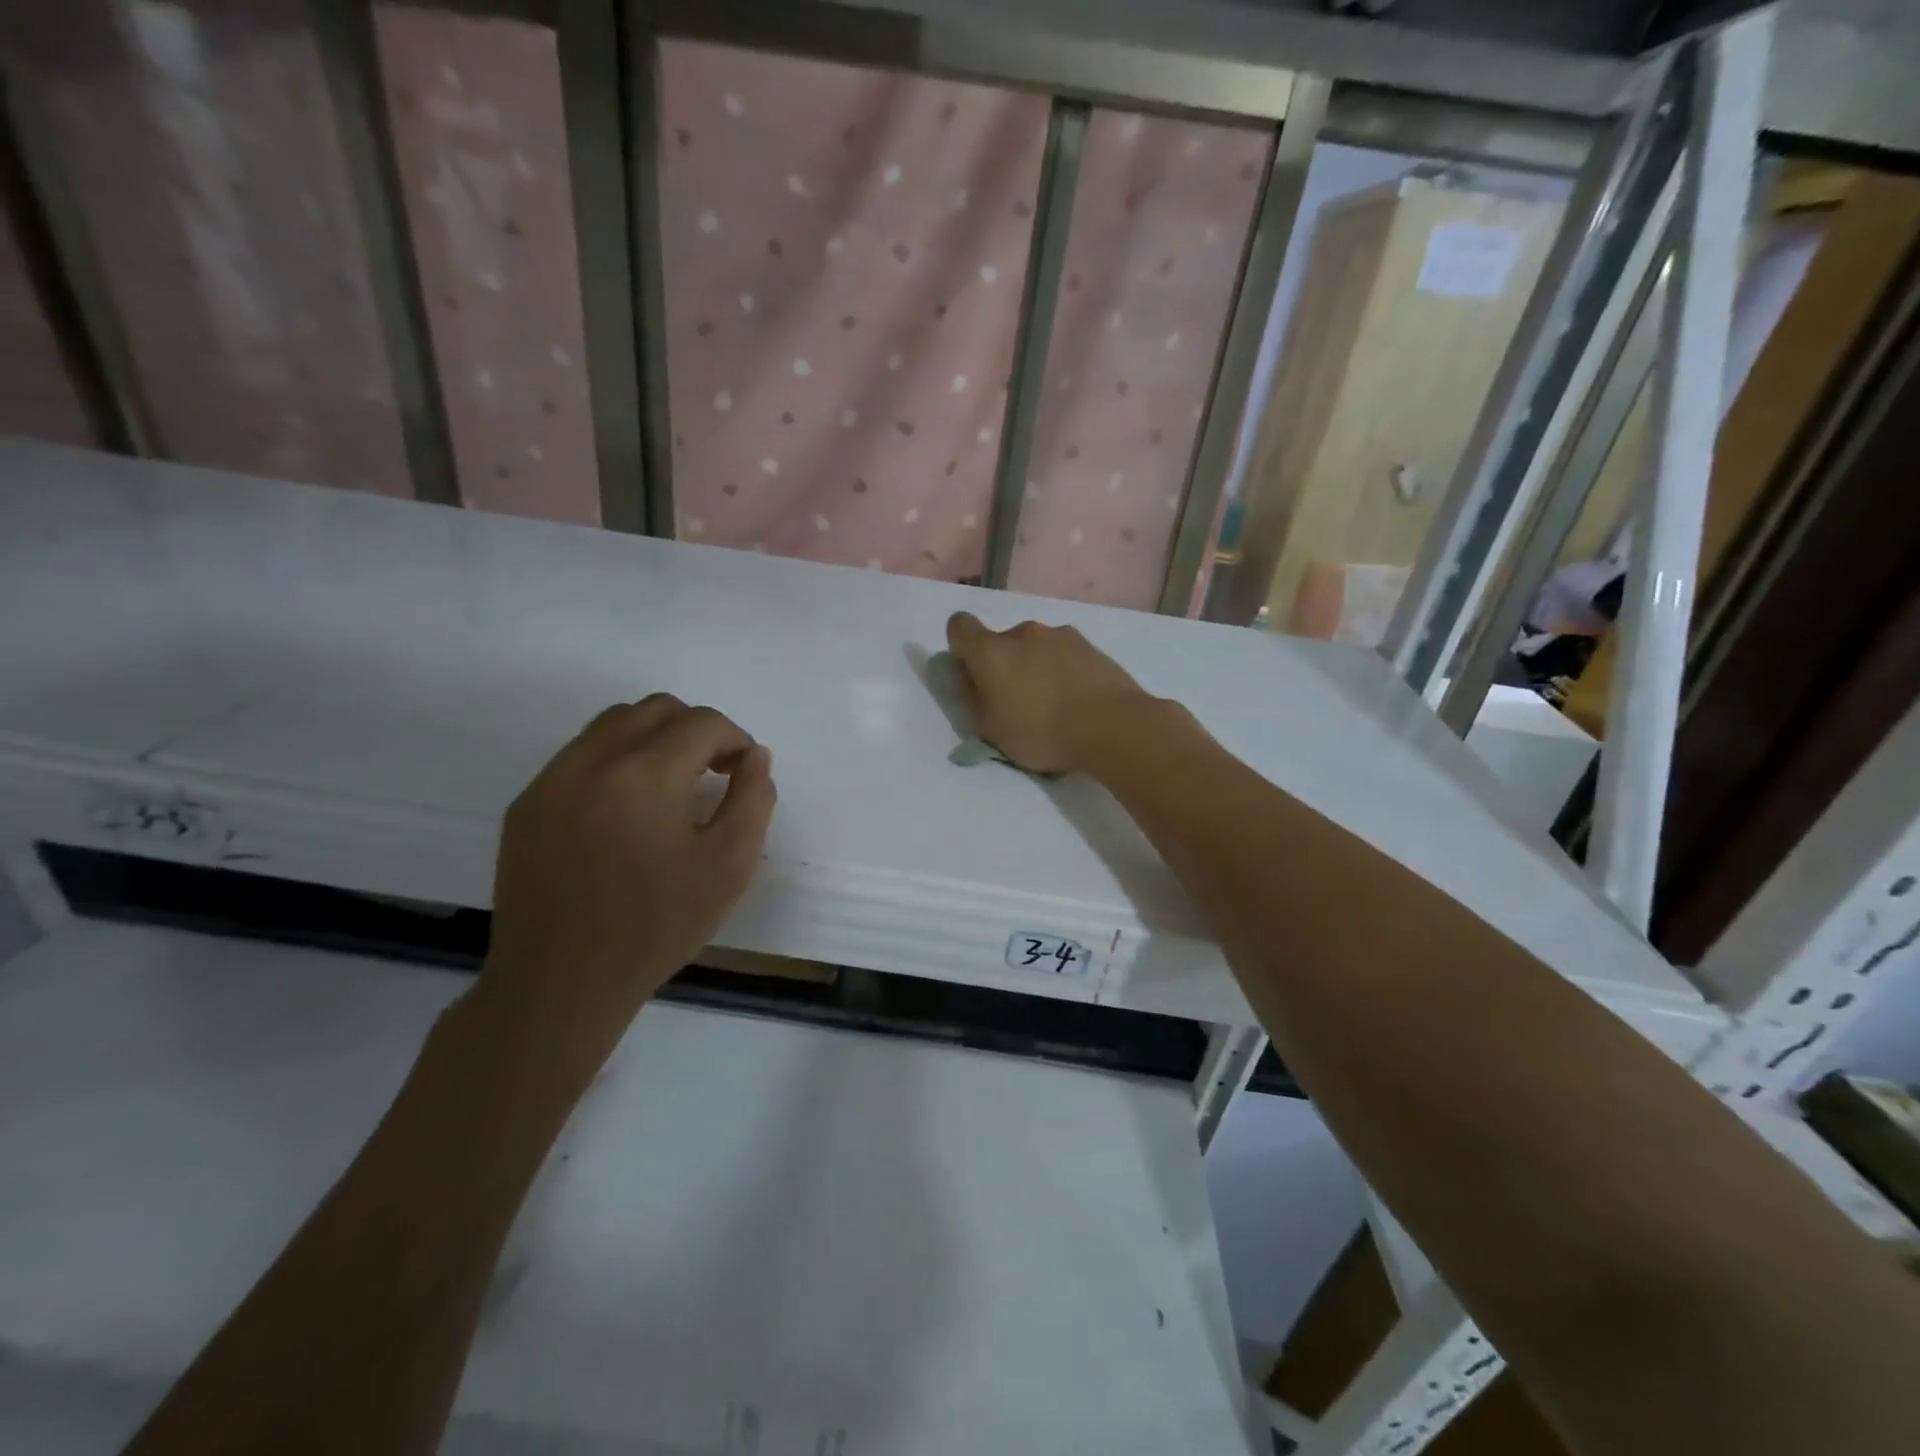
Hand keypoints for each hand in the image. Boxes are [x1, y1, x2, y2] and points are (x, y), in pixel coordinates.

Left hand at [478, 695, 775, 1076]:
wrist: (561, 982)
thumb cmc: (657, 926)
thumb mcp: (730, 866)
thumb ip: (753, 799)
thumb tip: (754, 756)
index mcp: (645, 775)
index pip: (703, 723)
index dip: (735, 739)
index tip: (744, 771)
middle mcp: (592, 760)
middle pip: (656, 709)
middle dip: (697, 729)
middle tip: (714, 771)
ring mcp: (551, 779)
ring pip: (613, 724)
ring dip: (655, 738)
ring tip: (672, 785)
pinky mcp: (526, 803)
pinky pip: (580, 755)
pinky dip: (616, 760)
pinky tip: (627, 808)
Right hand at [945, 612, 1153, 774]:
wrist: (1111, 725)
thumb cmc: (1041, 731)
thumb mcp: (992, 731)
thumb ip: (976, 702)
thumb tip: (972, 685)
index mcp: (991, 651)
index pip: (959, 627)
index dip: (960, 647)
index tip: (971, 674)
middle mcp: (1023, 633)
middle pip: (1002, 641)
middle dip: (1004, 664)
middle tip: (1015, 700)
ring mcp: (1061, 635)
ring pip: (1037, 647)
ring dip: (1036, 666)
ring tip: (1052, 703)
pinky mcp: (1091, 646)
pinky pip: (1065, 655)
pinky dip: (1064, 671)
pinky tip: (1077, 701)